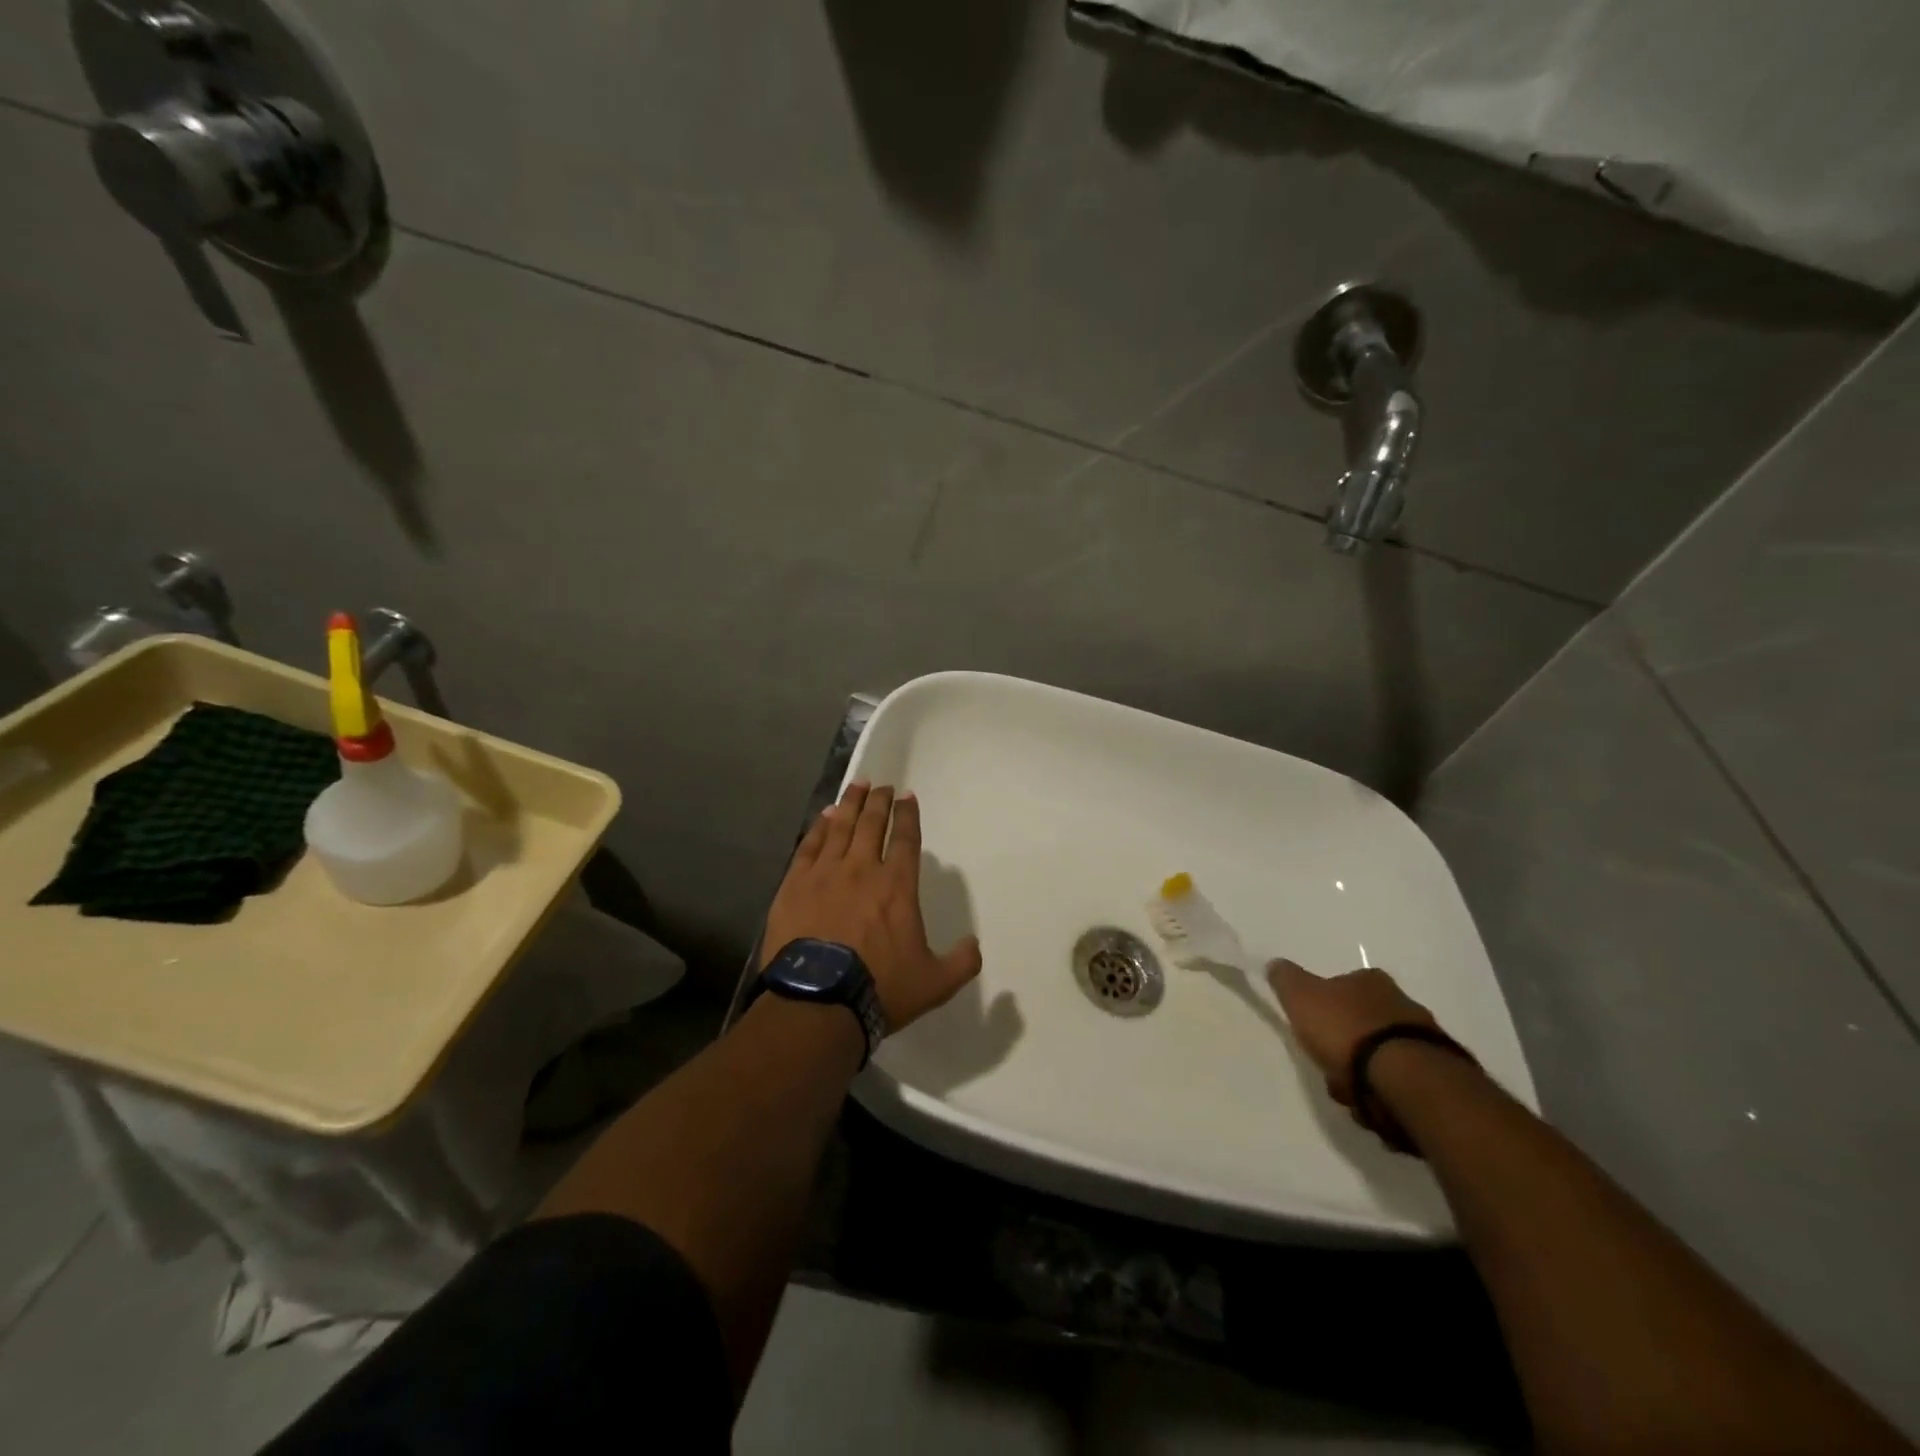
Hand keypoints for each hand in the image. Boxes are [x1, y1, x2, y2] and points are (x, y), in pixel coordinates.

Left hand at [761, 782, 982, 1032]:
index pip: (905, 839)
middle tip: (882, 785)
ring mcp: (825, 874)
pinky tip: (824, 816)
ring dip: (851, 804)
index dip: (908, 815)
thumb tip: (974, 944)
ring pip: (840, 827)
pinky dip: (819, 827)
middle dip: (880, 801)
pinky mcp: (794, 884)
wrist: (818, 1002)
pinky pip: (809, 845)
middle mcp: (862, 869)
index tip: (907, 796)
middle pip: (872, 824)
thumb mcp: (935, 983)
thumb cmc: (880, 988)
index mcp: (897, 886)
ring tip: (857, 786)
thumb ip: (962, 961)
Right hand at [1267, 960, 1438, 1106]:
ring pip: (1381, 1057)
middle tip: (1329, 1067)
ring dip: (1363, 1075)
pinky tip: (1374, 1106)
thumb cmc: (1347, 1030)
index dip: (1324, 1009)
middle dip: (1344, 1048)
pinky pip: (1402, 1084)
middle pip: (1362, 1024)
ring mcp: (1426, 1041)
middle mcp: (1403, 1003)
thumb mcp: (1301, 997)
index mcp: (1370, 980)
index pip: (1341, 986)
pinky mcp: (1441, 1077)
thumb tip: (1275, 964)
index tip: (1313, 1031)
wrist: (1407, 1079)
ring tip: (1351, 1094)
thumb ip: (1286, 979)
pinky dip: (1386, 1094)